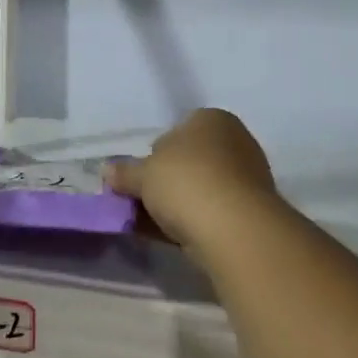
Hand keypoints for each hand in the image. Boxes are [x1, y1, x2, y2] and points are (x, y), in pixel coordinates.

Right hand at [105, 108, 279, 257]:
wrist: (235, 229)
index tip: (139, 177)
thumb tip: (107, 170)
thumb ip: (125, 172)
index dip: (154, 154)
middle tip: (140, 202)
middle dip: (165, 181)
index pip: (177, 131)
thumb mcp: (144, 174)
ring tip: (149, 225)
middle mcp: (234, 142)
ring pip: (199, 190)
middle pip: (188, 162)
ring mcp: (246, 179)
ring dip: (175, 205)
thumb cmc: (186, 181)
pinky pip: (211, 213)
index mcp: (212, 119)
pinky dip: (190, 222)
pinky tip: (168, 237)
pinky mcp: (250, 213)